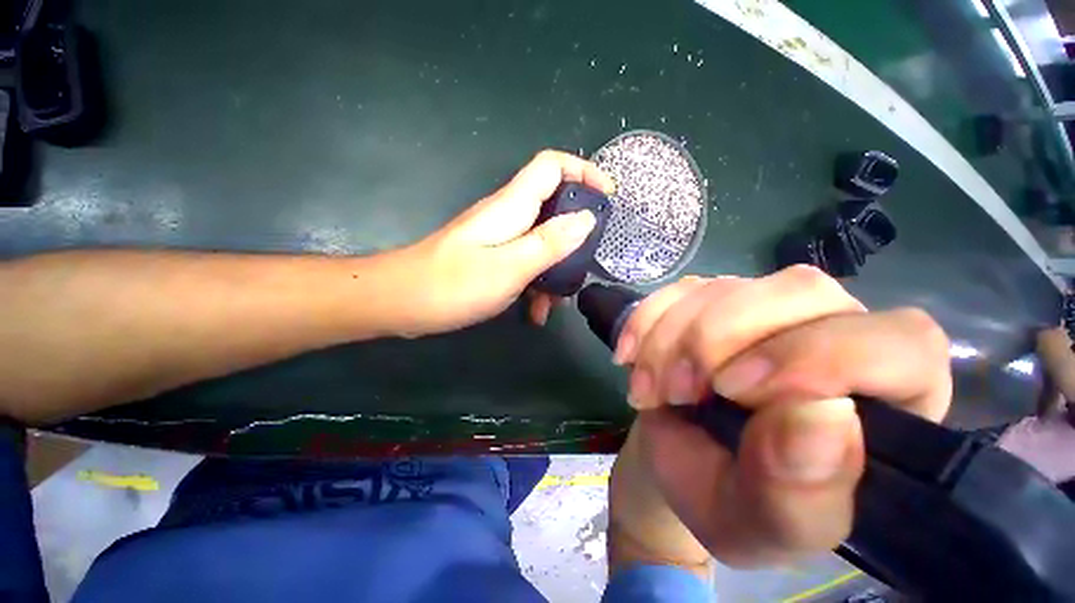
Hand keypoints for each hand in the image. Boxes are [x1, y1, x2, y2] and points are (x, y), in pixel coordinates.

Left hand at [394, 150, 613, 336]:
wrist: (401, 302)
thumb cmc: (453, 284)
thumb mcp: (510, 266)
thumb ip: (550, 242)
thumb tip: (586, 218)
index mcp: (512, 207)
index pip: (552, 166)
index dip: (583, 171)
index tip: (607, 196)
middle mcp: (508, 216)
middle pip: (553, 207)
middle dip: (575, 235)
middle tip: (584, 266)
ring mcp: (499, 238)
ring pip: (541, 242)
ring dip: (555, 270)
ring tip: (555, 304)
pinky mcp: (492, 257)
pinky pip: (525, 262)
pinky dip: (535, 283)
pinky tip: (534, 312)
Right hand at [609, 267, 951, 568]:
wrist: (676, 463)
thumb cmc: (731, 504)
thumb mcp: (767, 525)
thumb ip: (804, 493)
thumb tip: (827, 414)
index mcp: (886, 401)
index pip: (900, 344)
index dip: (822, 355)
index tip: (735, 391)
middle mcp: (832, 334)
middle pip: (798, 291)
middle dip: (718, 340)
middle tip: (679, 391)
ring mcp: (763, 309)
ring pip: (725, 288)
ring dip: (670, 339)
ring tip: (649, 390)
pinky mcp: (710, 300)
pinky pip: (676, 290)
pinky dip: (644, 322)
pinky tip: (630, 358)